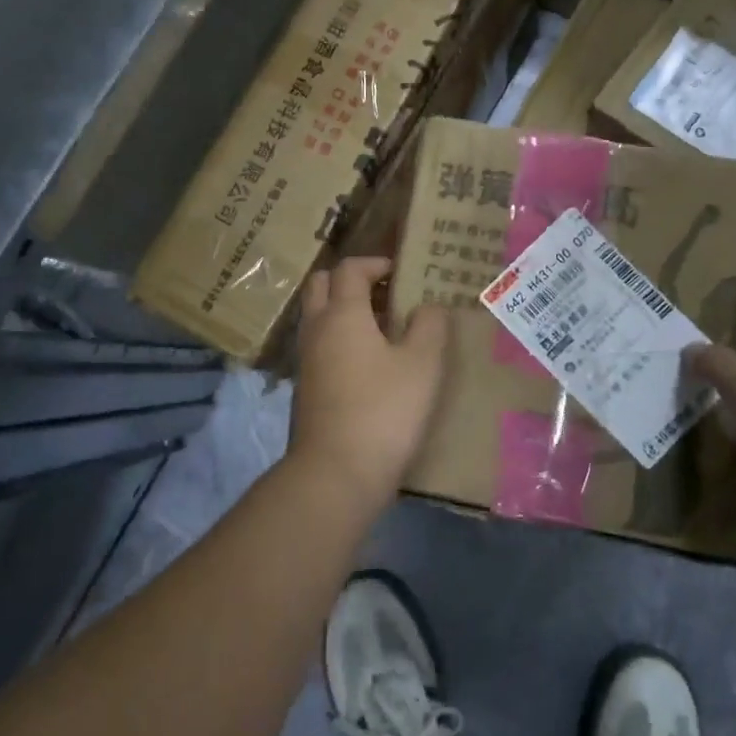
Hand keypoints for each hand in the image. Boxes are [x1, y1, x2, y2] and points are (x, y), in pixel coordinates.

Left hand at [291, 257, 450, 506]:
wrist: (336, 473)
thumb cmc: (384, 410)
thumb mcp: (422, 365)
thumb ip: (429, 326)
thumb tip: (428, 306)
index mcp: (342, 314)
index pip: (349, 268)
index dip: (375, 263)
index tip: (401, 272)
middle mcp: (317, 329)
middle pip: (322, 285)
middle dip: (350, 280)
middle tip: (385, 293)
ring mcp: (306, 360)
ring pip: (318, 316)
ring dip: (344, 310)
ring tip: (383, 327)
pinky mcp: (305, 388)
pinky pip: (319, 345)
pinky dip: (339, 339)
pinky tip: (369, 362)